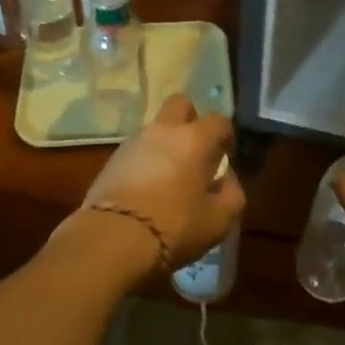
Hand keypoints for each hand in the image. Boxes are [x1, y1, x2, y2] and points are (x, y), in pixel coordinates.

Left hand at [76, 94, 244, 274]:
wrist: (113, 239)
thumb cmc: (175, 226)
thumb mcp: (219, 219)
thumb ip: (232, 193)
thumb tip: (227, 178)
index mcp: (195, 139)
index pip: (219, 120)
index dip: (226, 136)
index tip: (225, 157)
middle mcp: (164, 130)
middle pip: (180, 104)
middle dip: (191, 120)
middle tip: (195, 151)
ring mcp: (134, 142)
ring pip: (156, 128)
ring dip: (165, 143)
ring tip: (169, 177)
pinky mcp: (112, 159)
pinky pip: (136, 150)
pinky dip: (145, 161)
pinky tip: (146, 189)